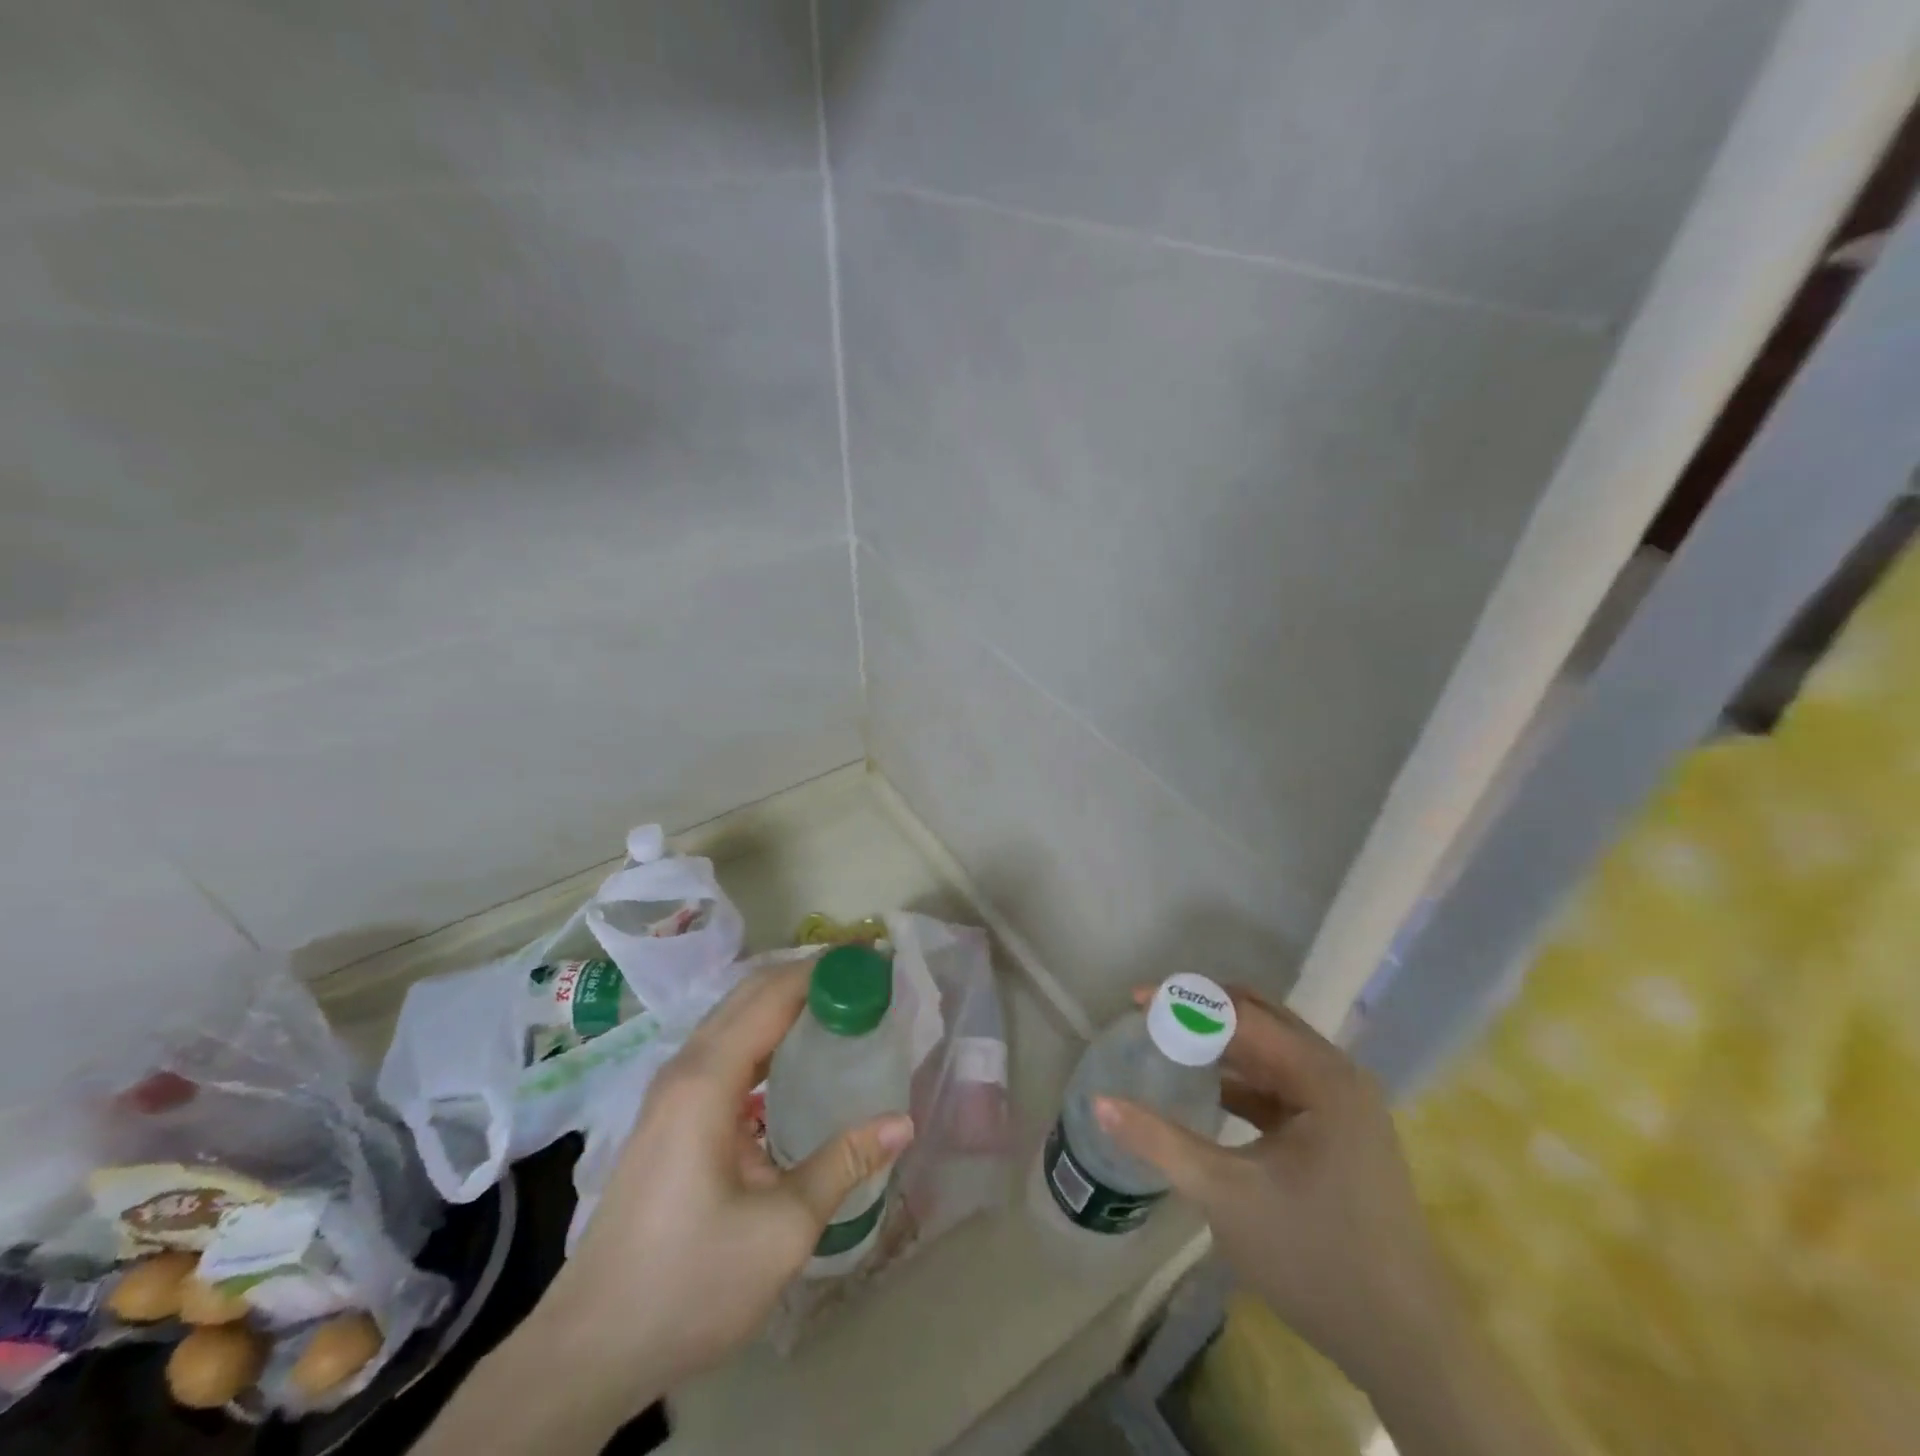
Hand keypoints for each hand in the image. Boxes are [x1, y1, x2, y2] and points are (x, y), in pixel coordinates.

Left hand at [534, 960, 914, 1399]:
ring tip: (839, 1008)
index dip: (823, 970)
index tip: (872, 961)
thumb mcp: (781, 1229)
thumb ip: (843, 1164)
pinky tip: (794, 1060)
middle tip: (864, 980)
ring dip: (784, 1002)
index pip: (773, 996)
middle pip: (749, 994)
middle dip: (807, 976)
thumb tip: (903, 1123)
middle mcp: (685, 1069)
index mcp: (708, 1080)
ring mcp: (670, 1091)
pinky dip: (764, 1033)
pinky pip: (723, 1049)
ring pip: (733, 1019)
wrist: (590, 1348)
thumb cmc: (690, 1282)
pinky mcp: (668, 1115)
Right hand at [1093, 986, 1452, 1393]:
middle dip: (1204, 1012)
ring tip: (1169, 1044)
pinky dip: (1242, 1078)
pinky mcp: (1340, 1132)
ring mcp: (1343, 1104)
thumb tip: (1098, 1103)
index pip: (1242, 1015)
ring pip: (1272, 1051)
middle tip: (1150, 1017)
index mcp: (1322, 1077)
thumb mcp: (1226, 1196)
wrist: (1406, 1346)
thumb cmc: (1316, 1258)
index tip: (1134, 1000)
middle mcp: (1338, 1076)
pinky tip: (1207, 1089)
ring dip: (1222, 1043)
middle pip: (1262, 1019)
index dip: (1185, 1002)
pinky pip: (1282, 1084)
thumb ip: (1160, 1142)